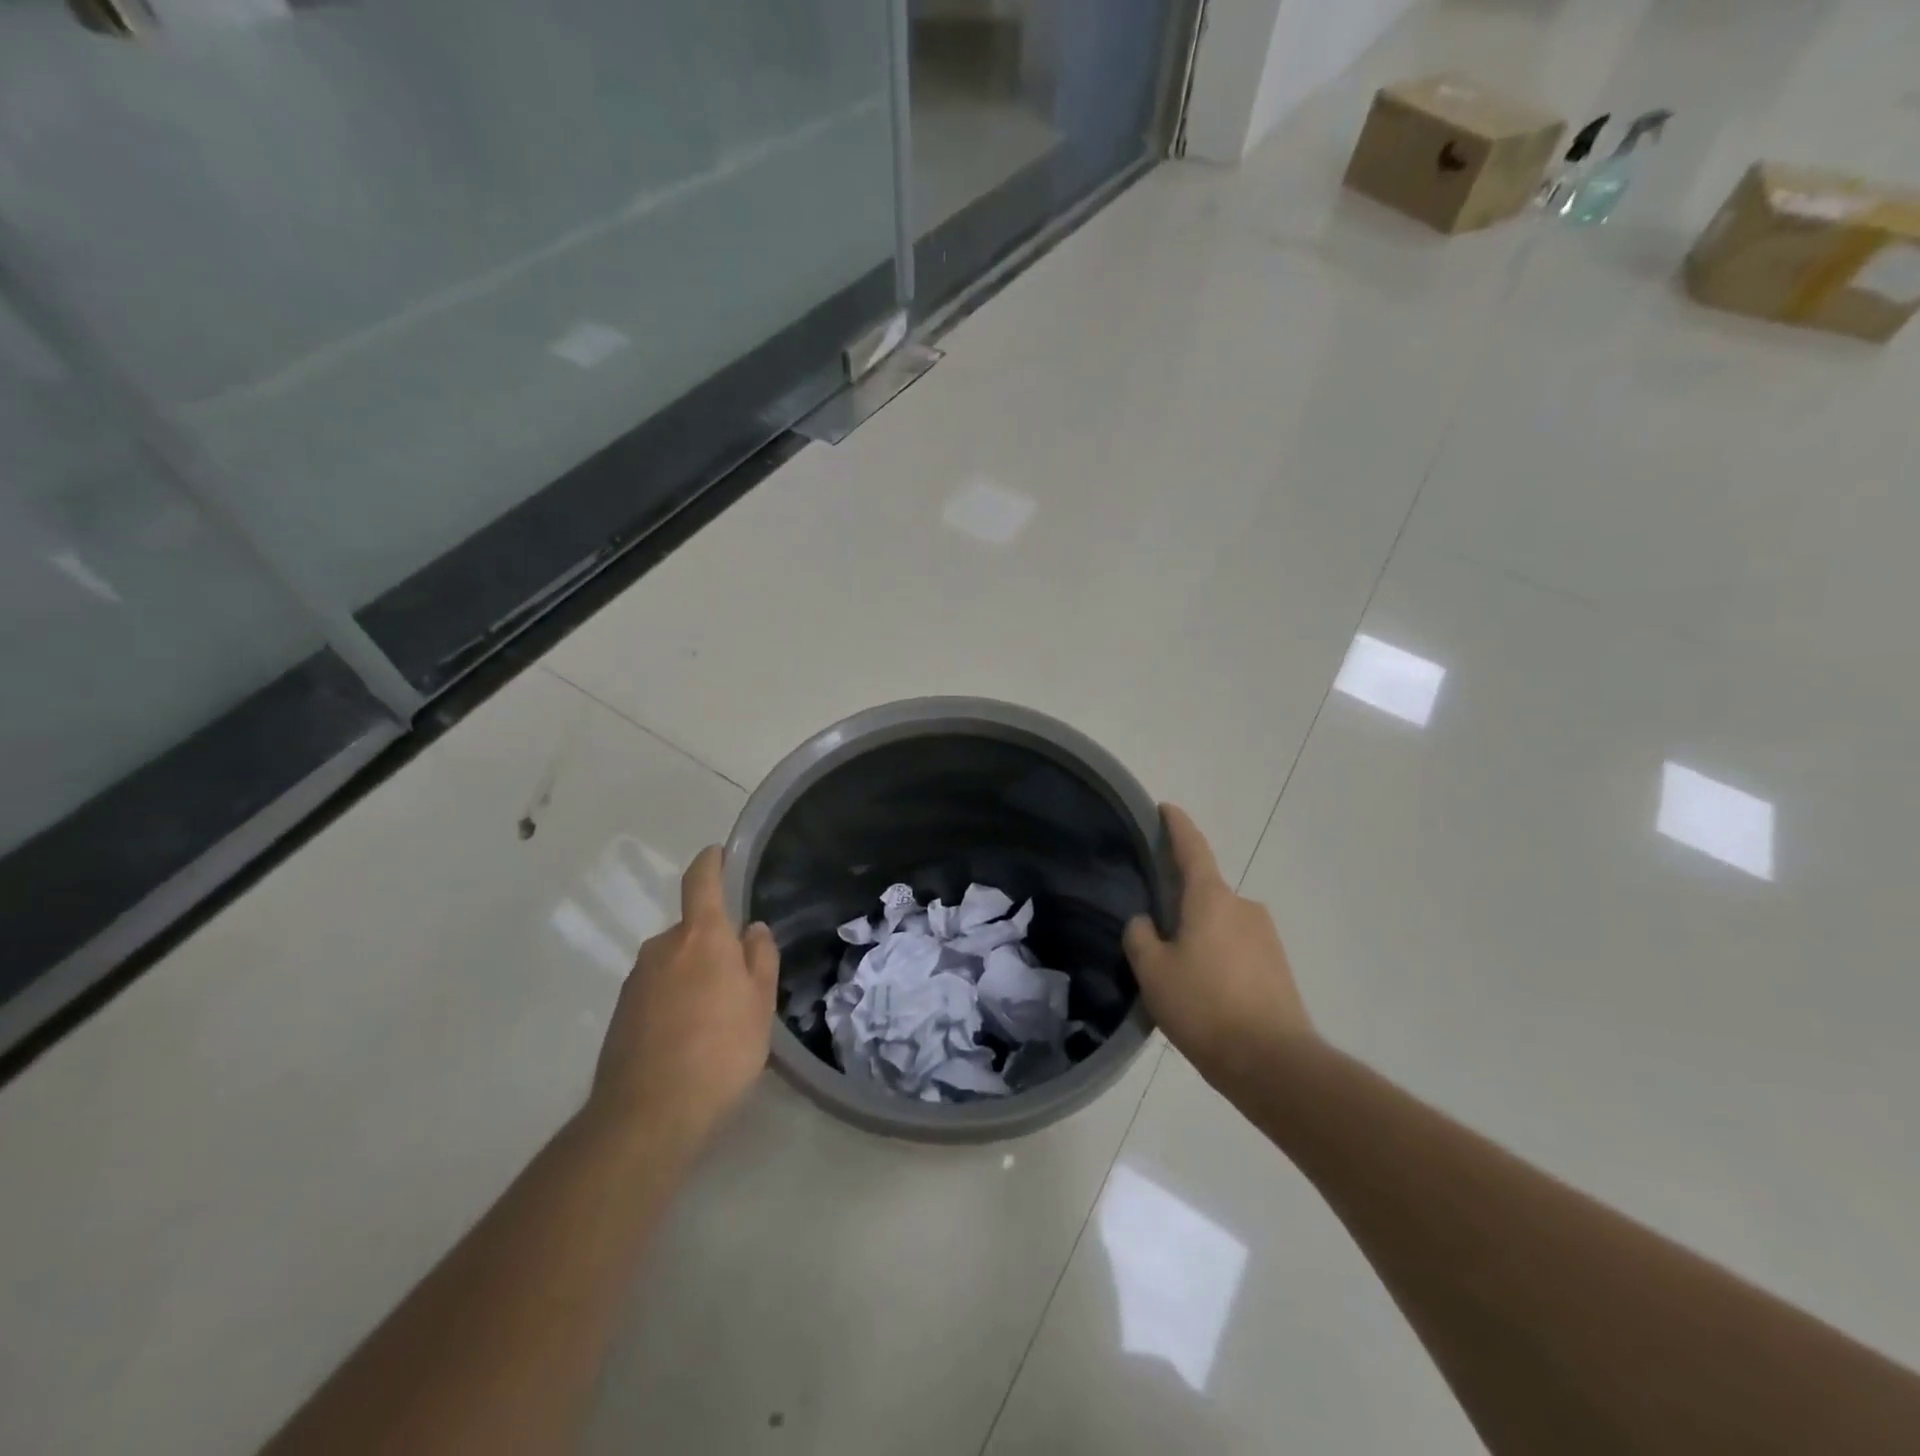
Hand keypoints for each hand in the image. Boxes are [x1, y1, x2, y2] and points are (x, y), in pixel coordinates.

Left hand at [589, 846, 777, 1158]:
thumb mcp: (760, 1004)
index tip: (720, 853)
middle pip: (692, 930)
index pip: (701, 880)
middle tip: (739, 980)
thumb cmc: (720, 1050)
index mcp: (700, 936)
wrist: (648, 1115)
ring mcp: (636, 980)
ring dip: (694, 975)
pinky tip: (689, 1038)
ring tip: (716, 1018)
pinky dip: (674, 1000)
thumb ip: (759, 958)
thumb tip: (751, 929)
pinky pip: (657, 990)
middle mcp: (662, 947)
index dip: (711, 861)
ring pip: (674, 962)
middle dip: (713, 944)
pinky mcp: (620, 1013)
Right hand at [1124, 805, 1315, 1088]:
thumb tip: (1146, 923)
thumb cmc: (1204, 1007)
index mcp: (1211, 898)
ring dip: (1200, 938)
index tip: (1166, 808)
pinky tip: (1206, 995)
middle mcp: (1243, 907)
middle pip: (1204, 893)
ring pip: (1220, 925)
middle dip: (1181, 906)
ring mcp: (1266, 937)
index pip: (1191, 848)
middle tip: (1155, 935)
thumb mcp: (1153, 972)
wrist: (1274, 1064)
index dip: (1176, 825)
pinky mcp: (1279, 967)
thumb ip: (1141, 937)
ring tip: (1179, 977)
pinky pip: (1237, 950)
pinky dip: (1219, 960)